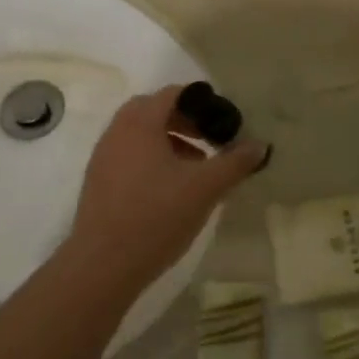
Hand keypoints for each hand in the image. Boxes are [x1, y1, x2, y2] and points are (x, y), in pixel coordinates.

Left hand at [67, 85, 267, 294]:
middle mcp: (117, 131)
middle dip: (184, 122)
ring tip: (194, 168)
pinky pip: (128, 156)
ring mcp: (102, 157)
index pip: (172, 93)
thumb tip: (260, 145)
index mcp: (140, 123)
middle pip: (153, 111)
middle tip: (209, 141)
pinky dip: (151, 160)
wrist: (103, 265)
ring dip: (168, 142)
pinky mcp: (98, 182)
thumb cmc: (157, 216)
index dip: (201, 102)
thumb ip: (234, 163)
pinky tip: (169, 191)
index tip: (222, 121)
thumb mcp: (205, 188)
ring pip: (139, 135)